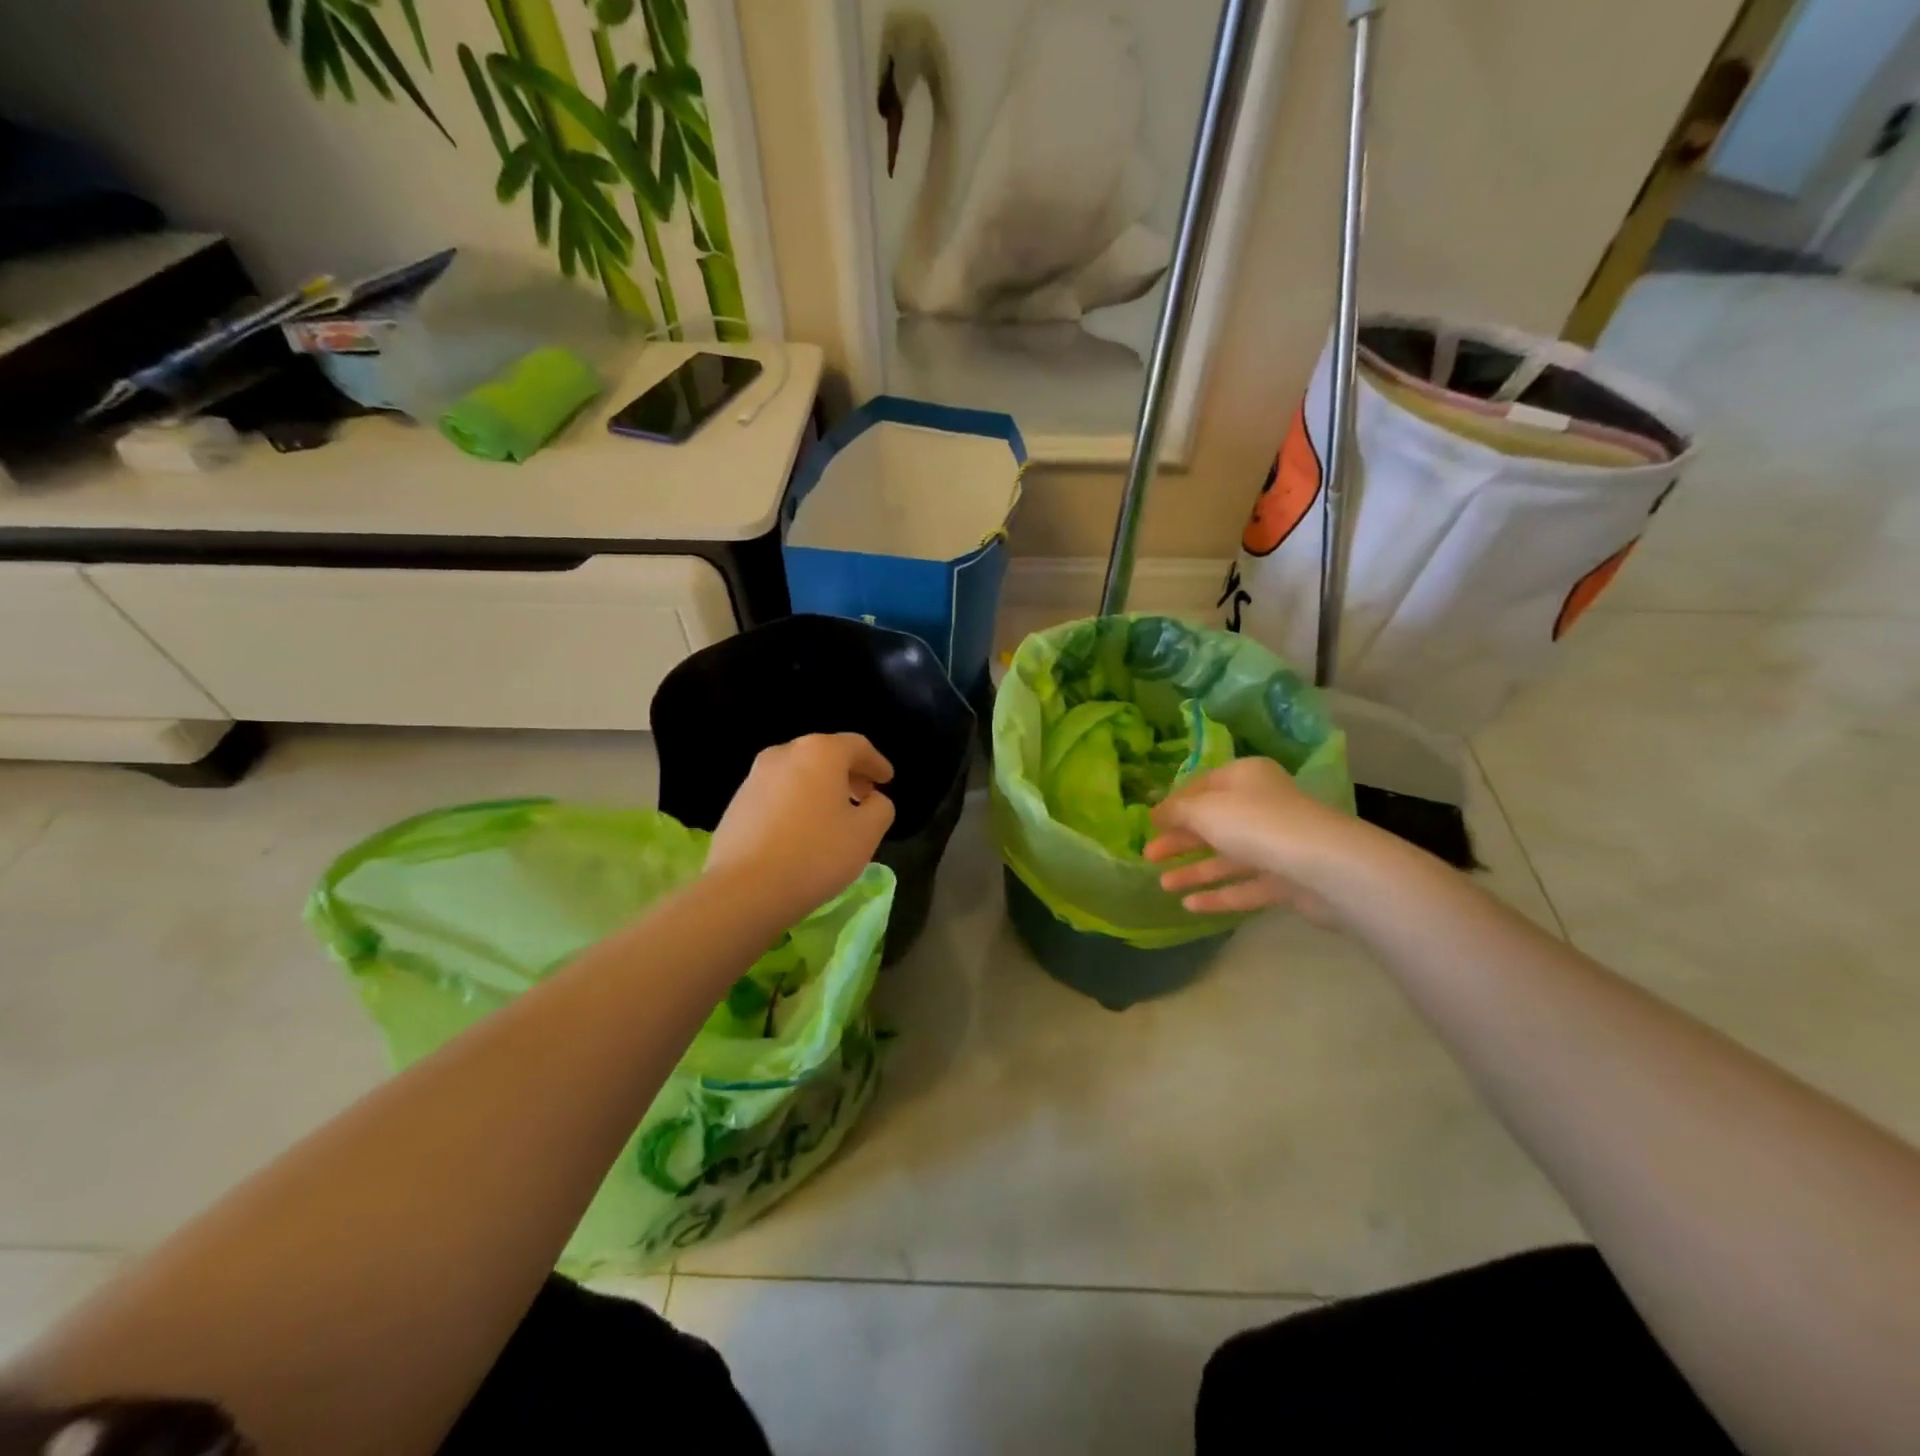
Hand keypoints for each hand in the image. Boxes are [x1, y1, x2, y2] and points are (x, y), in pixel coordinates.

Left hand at [706, 733, 896, 924]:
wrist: (743, 890)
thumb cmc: (814, 854)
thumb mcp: (866, 834)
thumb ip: (880, 808)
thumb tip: (872, 800)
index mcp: (819, 752)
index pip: (856, 746)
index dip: (876, 762)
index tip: (887, 780)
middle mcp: (784, 754)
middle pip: (824, 755)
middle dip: (848, 774)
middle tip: (865, 796)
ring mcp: (755, 777)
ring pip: (798, 774)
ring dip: (821, 788)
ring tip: (834, 816)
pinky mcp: (737, 803)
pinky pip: (777, 794)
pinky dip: (797, 803)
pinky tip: (802, 831)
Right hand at [1144, 758, 1371, 925]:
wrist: (1323, 866)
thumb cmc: (1256, 824)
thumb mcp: (1205, 810)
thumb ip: (1177, 811)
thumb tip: (1157, 813)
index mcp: (1245, 778)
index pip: (1202, 786)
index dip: (1174, 804)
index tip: (1150, 823)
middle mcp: (1262, 806)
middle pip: (1213, 823)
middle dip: (1180, 840)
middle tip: (1149, 856)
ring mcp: (1276, 845)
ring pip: (1227, 857)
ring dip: (1194, 870)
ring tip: (1163, 885)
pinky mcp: (1286, 880)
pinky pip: (1245, 885)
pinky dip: (1218, 894)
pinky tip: (1190, 906)